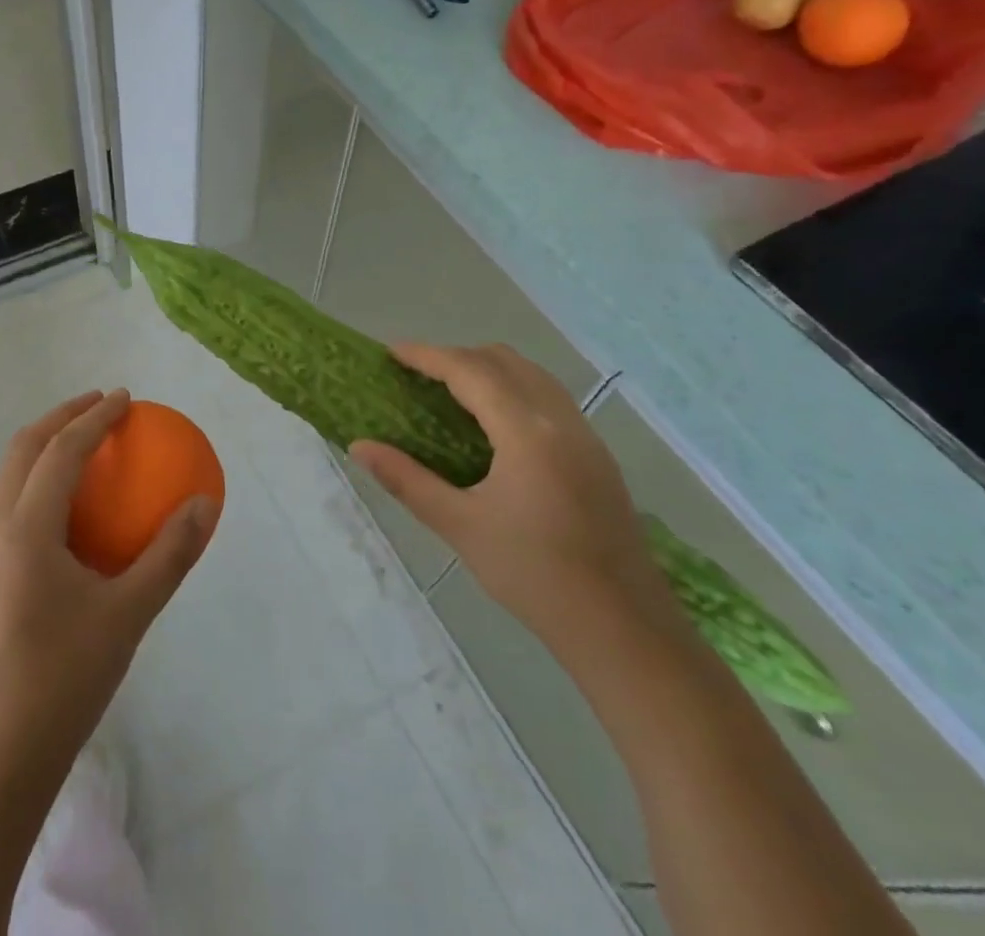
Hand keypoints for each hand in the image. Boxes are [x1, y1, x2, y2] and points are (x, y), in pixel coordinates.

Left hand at [0, 389, 218, 774]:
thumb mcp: (130, 614)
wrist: (0, 752)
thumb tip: (205, 504)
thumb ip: (169, 554)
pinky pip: (11, 500)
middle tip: (101, 405)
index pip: (60, 451)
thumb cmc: (65, 678)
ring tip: (84, 441)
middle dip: (61, 416)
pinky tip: (70, 504)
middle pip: (23, 448)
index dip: (94, 418)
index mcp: (26, 529)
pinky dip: (39, 477)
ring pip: (10, 472)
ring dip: (45, 444)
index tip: (126, 399)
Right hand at [352, 345, 670, 646]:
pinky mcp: (598, 457)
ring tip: (450, 394)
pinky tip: (494, 427)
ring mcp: (586, 437)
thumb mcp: (460, 526)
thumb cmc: (535, 576)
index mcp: (527, 432)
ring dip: (488, 370)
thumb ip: (406, 479)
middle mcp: (561, 420)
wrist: (625, 630)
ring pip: (531, 375)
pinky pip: (549, 398)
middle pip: (503, 361)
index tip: (391, 353)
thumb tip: (359, 446)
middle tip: (417, 377)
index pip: (470, 371)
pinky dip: (513, 390)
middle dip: (456, 357)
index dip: (427, 356)